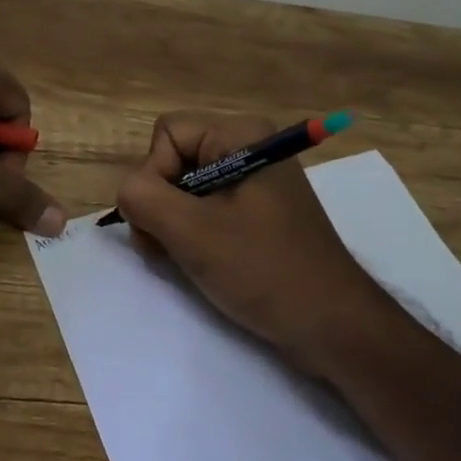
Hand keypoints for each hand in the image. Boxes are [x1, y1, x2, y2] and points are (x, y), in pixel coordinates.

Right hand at [115, 113, 393, 376]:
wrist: (333, 326)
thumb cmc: (264, 270)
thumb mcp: (192, 232)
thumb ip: (142, 198)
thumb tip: (128, 193)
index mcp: (241, 135)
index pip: (167, 134)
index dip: (154, 175)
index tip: (167, 220)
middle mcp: (249, 147)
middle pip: (174, 159)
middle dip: (161, 204)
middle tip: (169, 247)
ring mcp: (255, 181)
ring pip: (186, 188)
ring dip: (173, 225)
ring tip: (185, 260)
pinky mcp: (258, 212)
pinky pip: (207, 209)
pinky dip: (193, 235)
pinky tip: (202, 264)